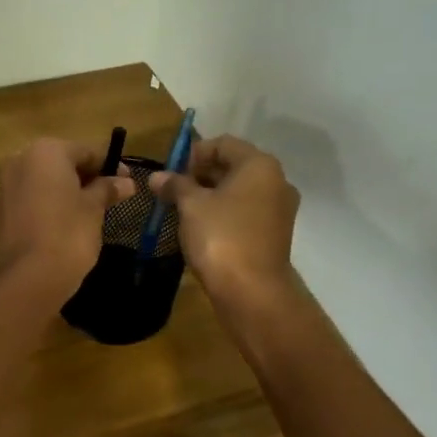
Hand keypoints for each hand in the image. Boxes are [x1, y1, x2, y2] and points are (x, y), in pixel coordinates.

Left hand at [0, 139, 136, 302]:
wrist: (30, 276)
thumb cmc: (69, 233)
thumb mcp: (94, 208)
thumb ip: (108, 189)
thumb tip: (126, 182)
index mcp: (46, 152)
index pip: (86, 151)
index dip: (110, 166)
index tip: (127, 182)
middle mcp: (21, 160)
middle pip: (63, 163)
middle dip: (87, 177)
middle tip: (111, 196)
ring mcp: (7, 185)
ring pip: (46, 181)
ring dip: (68, 190)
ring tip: (91, 211)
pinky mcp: (2, 210)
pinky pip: (32, 198)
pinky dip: (50, 204)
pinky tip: (66, 223)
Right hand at [149, 135, 299, 308]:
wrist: (252, 292)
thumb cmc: (221, 237)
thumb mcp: (191, 206)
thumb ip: (175, 185)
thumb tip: (157, 176)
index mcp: (259, 165)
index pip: (223, 144)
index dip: (193, 153)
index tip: (171, 173)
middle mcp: (276, 181)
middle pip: (233, 166)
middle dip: (200, 175)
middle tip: (173, 191)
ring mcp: (279, 209)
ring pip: (239, 191)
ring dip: (211, 195)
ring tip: (183, 210)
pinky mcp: (275, 233)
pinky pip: (246, 211)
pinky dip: (224, 213)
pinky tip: (202, 228)